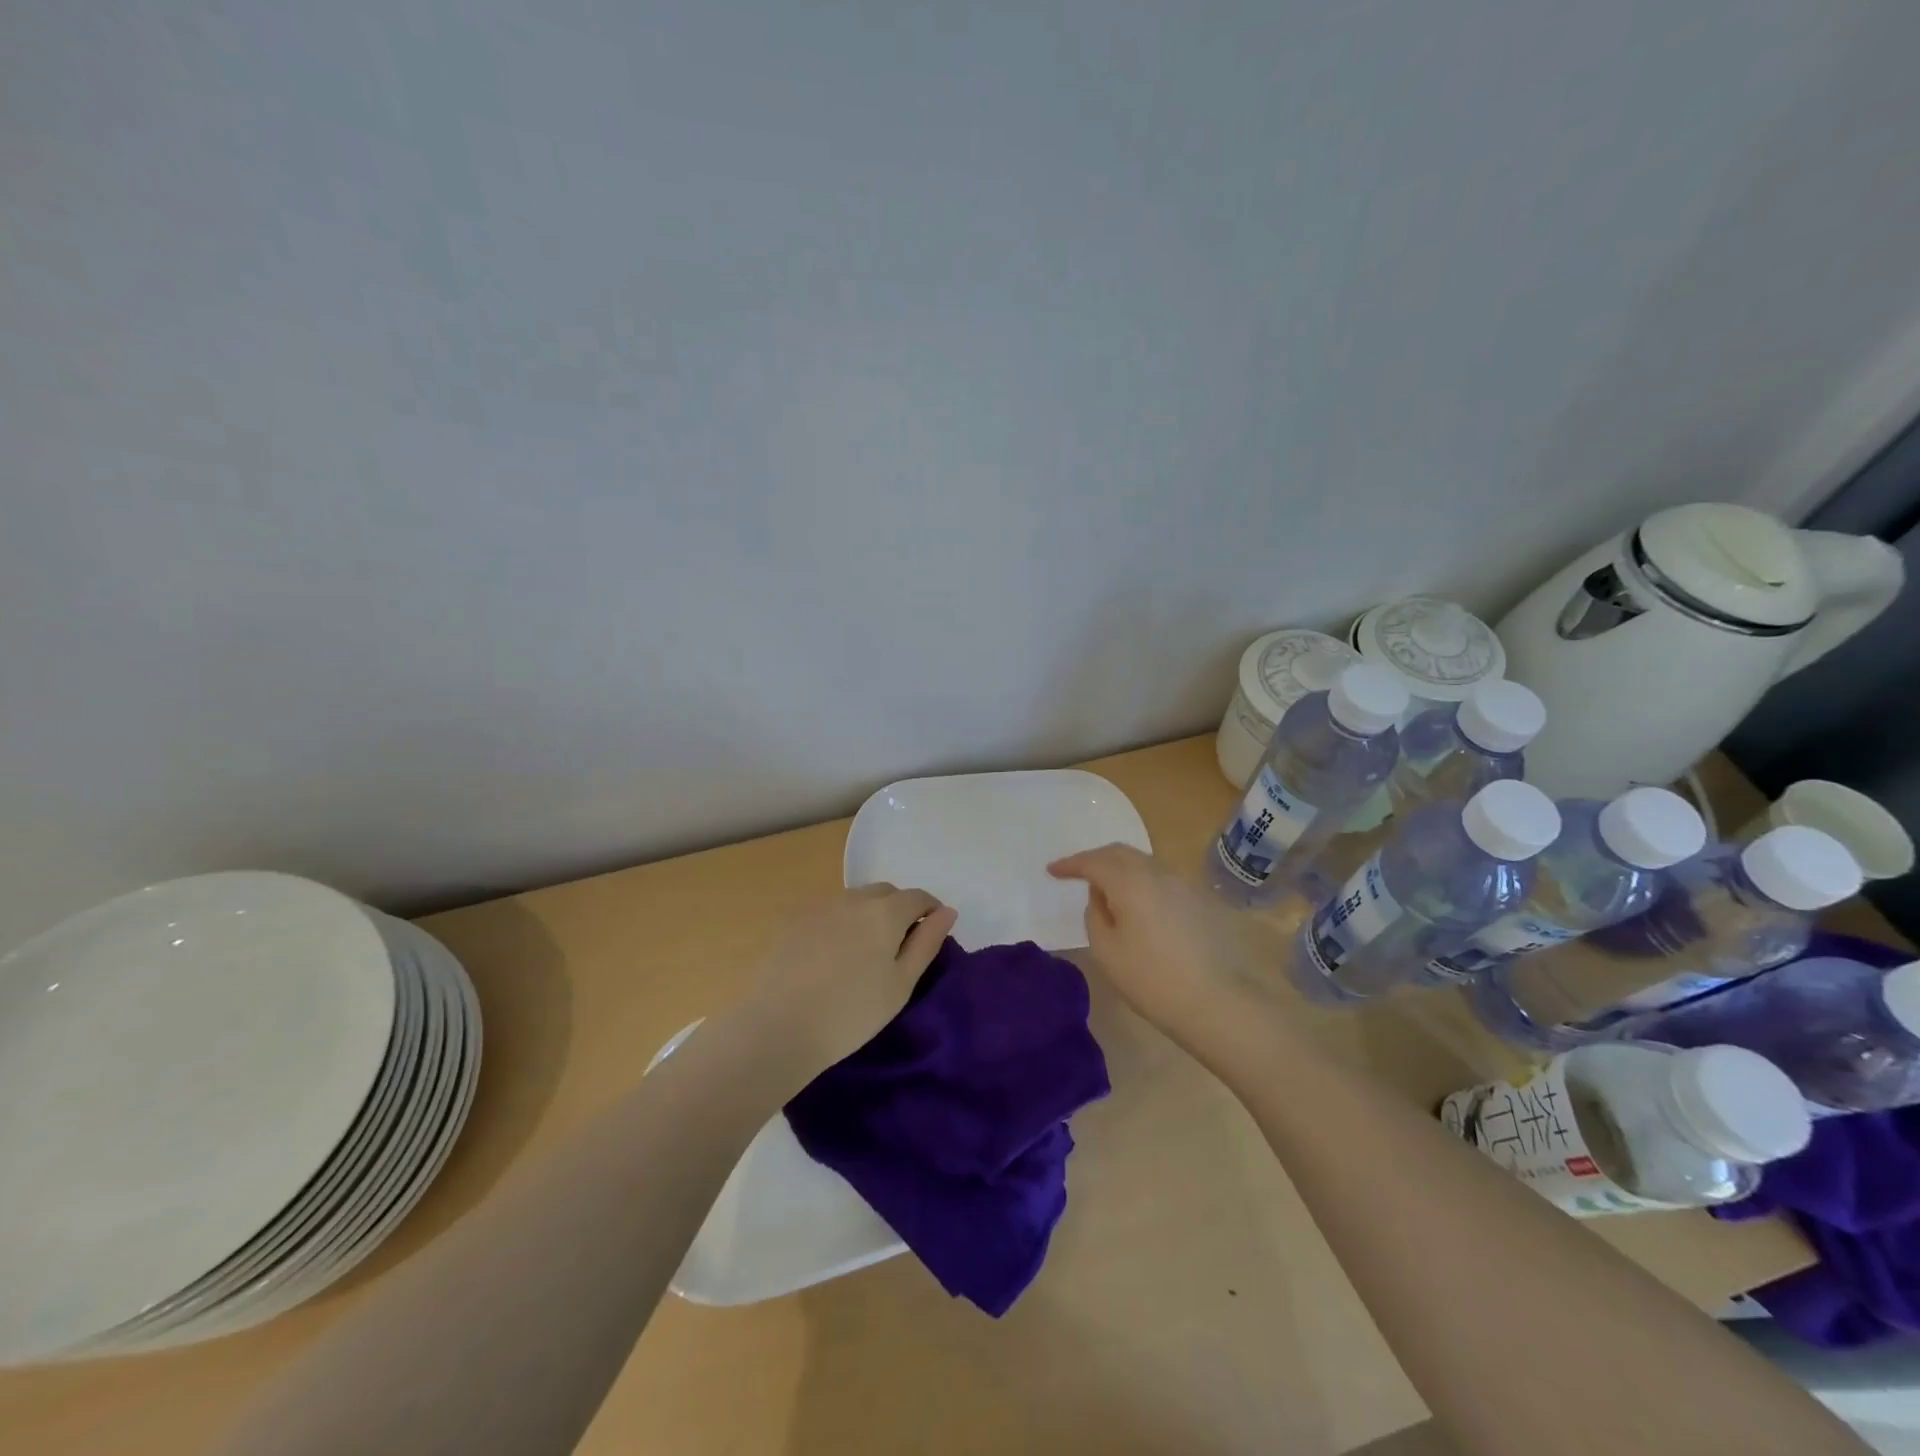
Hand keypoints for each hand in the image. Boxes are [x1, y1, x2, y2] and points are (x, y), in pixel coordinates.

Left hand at [736, 884, 956, 1086]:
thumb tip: (947, 912)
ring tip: (863, 953)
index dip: (930, 911)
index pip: (918, 897)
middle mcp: (854, 898)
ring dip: (868, 915)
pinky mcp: (794, 921)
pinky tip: (832, 956)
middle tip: (897, 948)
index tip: (931, 935)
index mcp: (885, 911)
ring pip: (855, 900)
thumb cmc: (851, 1012)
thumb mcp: (901, 984)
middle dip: (899, 910)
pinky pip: (829, 912)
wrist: (778, 1026)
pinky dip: (840, 924)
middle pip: (885, 893)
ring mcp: (820, 906)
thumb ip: (926, 943)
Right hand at [1048, 844, 1278, 1061]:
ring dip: (1120, 869)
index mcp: (1130, 881)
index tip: (1052, 871)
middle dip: (1095, 859)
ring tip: (1106, 888)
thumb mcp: (1107, 951)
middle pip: (1121, 853)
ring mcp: (1183, 884)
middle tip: (1077, 872)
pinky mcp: (1200, 901)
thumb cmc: (1153, 980)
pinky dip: (1141, 882)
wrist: (1219, 1002)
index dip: (1071, 864)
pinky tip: (1137, 903)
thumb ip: (1095, 915)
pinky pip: (1161, 879)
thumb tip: (1101, 897)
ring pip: (1144, 863)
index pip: (1094, 861)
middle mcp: (1158, 872)